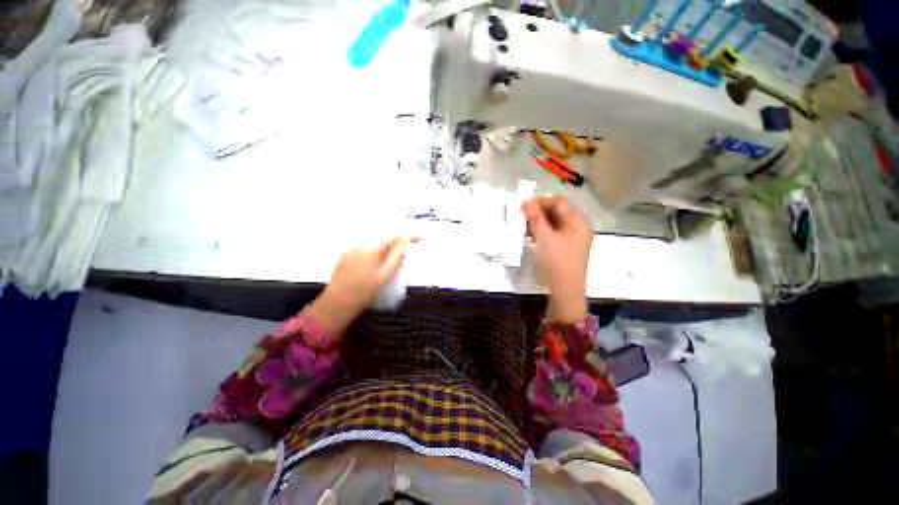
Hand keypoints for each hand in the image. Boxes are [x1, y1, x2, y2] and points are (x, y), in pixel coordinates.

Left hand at [308, 237, 409, 335]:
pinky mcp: (346, 256)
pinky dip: (374, 257)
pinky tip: (372, 271)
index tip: (421, 239)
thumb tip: (406, 242)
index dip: (410, 237)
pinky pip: (366, 252)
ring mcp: (352, 249)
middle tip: (402, 264)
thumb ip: (397, 257)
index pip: (395, 237)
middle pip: (385, 242)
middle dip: (396, 250)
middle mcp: (361, 244)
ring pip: (376, 247)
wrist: (337, 303)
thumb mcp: (385, 275)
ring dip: (385, 254)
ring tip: (386, 271)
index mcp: (372, 248)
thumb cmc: (364, 291)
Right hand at [522, 195, 592, 323]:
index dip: (541, 201)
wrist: (565, 292)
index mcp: (577, 222)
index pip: (558, 203)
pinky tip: (528, 236)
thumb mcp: (545, 238)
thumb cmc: (557, 263)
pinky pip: (551, 233)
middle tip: (520, 216)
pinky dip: (540, 232)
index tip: (523, 204)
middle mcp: (576, 227)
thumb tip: (526, 200)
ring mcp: (570, 238)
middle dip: (537, 212)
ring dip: (537, 223)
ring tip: (522, 226)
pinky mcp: (563, 247)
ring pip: (551, 223)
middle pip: (555, 212)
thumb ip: (535, 218)